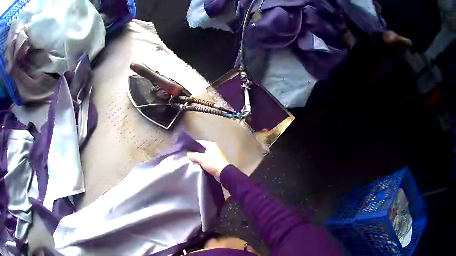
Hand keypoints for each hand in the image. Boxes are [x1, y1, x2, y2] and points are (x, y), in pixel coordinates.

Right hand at [187, 140, 229, 177]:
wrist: (223, 173)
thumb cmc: (213, 163)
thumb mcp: (201, 158)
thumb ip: (193, 155)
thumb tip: (187, 153)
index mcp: (211, 145)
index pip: (199, 142)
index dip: (193, 145)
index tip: (186, 149)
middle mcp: (214, 148)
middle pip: (202, 149)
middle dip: (195, 153)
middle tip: (187, 156)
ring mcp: (215, 155)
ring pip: (204, 156)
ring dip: (199, 158)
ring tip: (191, 161)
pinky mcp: (215, 162)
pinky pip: (207, 161)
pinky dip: (203, 163)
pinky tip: (197, 165)